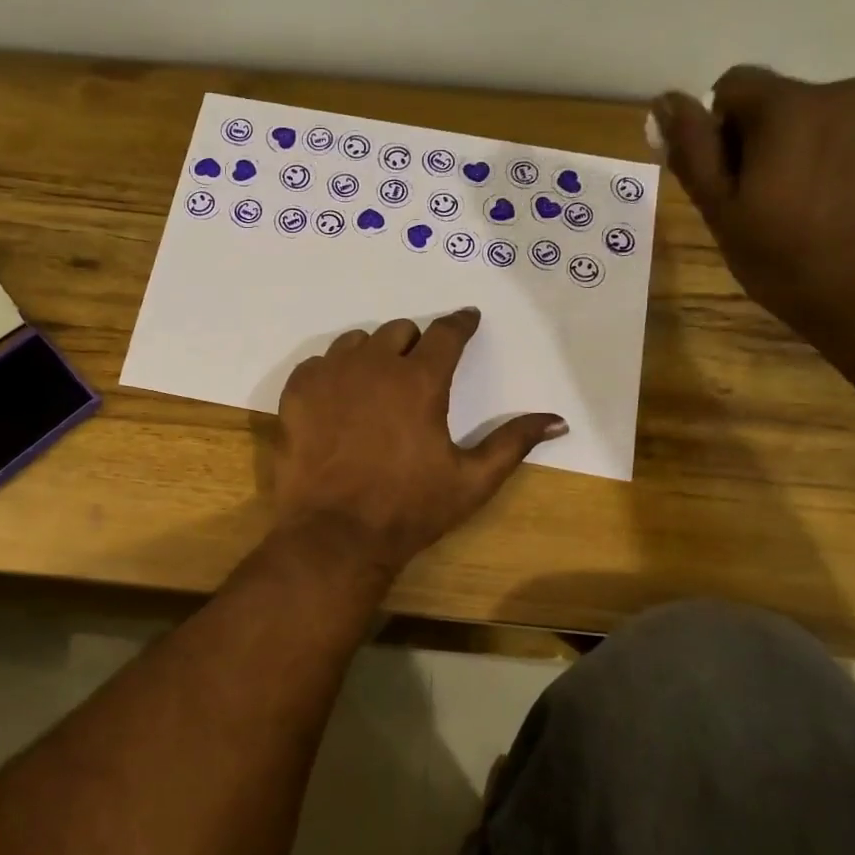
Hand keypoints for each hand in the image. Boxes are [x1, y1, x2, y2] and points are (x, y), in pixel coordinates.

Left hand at [271, 309, 565, 572]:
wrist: (335, 535)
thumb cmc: (409, 510)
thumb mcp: (472, 481)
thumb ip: (513, 443)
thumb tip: (557, 419)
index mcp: (420, 381)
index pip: (446, 333)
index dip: (461, 323)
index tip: (467, 319)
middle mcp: (374, 365)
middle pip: (399, 331)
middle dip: (414, 344)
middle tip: (418, 370)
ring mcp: (329, 376)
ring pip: (356, 343)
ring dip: (372, 355)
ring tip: (376, 385)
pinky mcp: (296, 393)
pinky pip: (318, 364)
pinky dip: (332, 373)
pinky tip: (338, 400)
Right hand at [650, 68, 854, 353]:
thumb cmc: (790, 262)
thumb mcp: (723, 213)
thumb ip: (694, 151)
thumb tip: (664, 101)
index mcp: (788, 107)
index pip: (733, 86)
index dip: (719, 131)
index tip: (727, 180)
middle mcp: (845, 91)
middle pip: (783, 102)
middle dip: (765, 142)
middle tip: (765, 207)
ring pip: (826, 120)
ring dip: (808, 151)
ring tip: (812, 212)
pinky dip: (848, 164)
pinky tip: (850, 212)